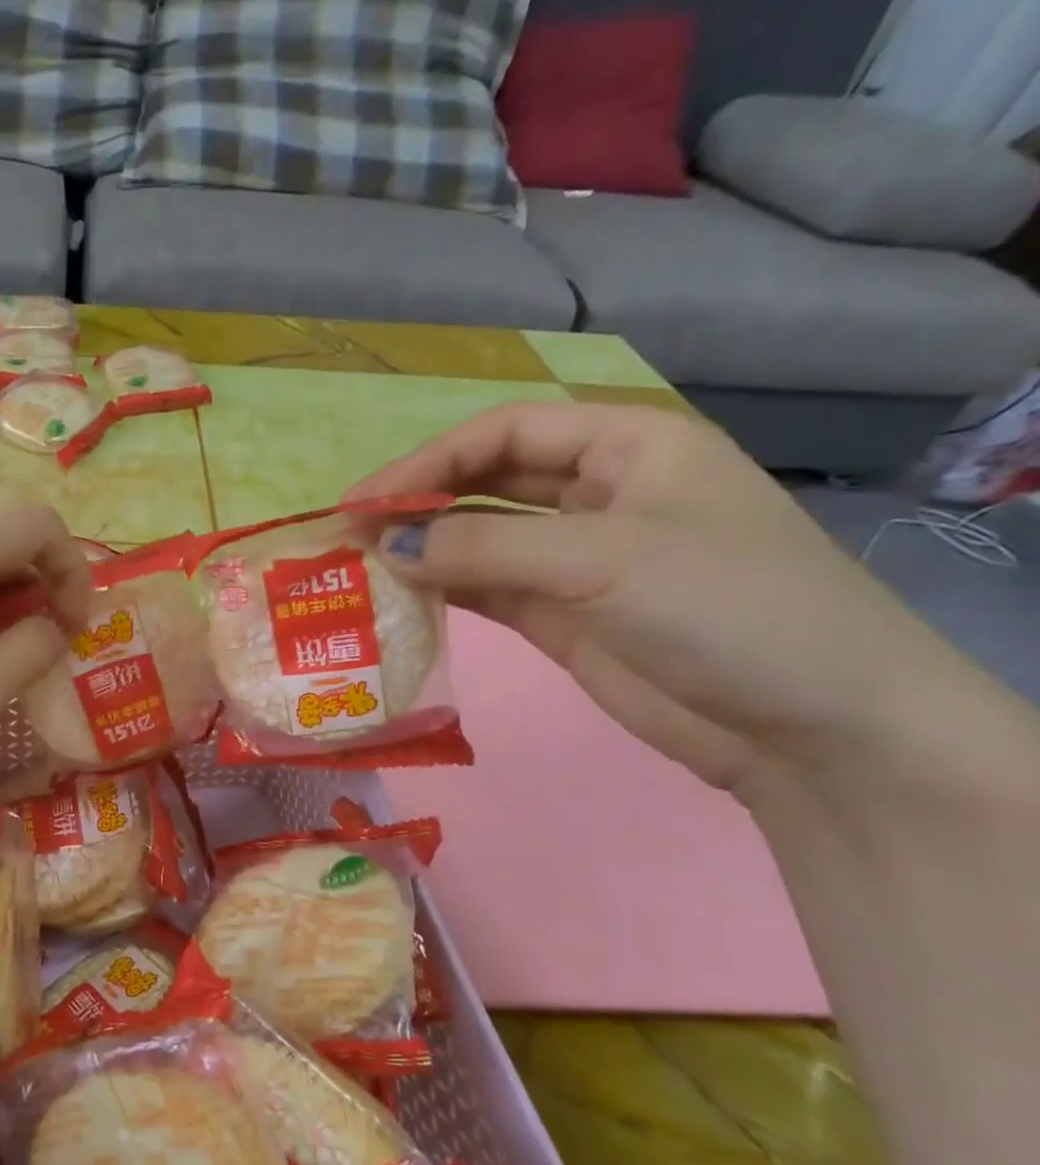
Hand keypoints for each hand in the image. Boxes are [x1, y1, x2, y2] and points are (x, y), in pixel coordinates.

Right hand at [350, 402, 961, 790]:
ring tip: (361, 566)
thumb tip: (385, 547)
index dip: (428, 461)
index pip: (505, 433)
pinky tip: (399, 596)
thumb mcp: (603, 560)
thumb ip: (484, 549)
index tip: (364, 502)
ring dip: (425, 548)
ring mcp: (577, 559)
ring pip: (480, 538)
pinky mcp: (561, 616)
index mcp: (628, 446)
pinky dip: (443, 590)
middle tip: (350, 534)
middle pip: (486, 481)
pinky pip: (486, 589)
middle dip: (419, 502)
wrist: (814, 730)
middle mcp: (598, 494)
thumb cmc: (728, 609)